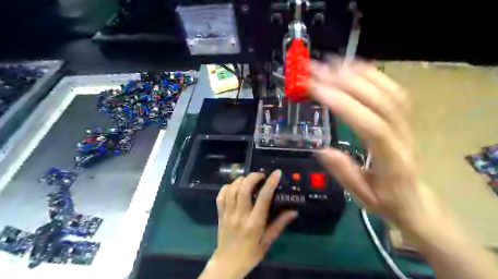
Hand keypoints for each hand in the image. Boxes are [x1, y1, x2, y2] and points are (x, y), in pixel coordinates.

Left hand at [200, 171, 296, 277]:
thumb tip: (294, 211)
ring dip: (240, 180)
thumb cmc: (250, 254)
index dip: (270, 183)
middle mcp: (240, 216)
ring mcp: (228, 214)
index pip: (263, 198)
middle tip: (261, 176)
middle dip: (253, 177)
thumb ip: (280, 225)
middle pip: (244, 189)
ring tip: (248, 180)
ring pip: (231, 190)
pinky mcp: (220, 214)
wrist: (227, 264)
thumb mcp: (267, 242)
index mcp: (254, 224)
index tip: (276, 173)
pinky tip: (234, 187)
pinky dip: (227, 187)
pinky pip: (221, 196)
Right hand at [308, 58, 442, 230]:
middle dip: (344, 81)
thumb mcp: (362, 196)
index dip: (342, 104)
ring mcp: (407, 123)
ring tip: (330, 64)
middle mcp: (402, 135)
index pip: (369, 124)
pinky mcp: (405, 117)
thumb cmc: (387, 200)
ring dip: (357, 73)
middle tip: (315, 71)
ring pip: (388, 90)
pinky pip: (393, 90)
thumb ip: (344, 173)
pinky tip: (353, 68)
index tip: (315, 91)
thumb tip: (322, 149)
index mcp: (391, 158)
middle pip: (378, 100)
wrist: (416, 201)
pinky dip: (373, 75)